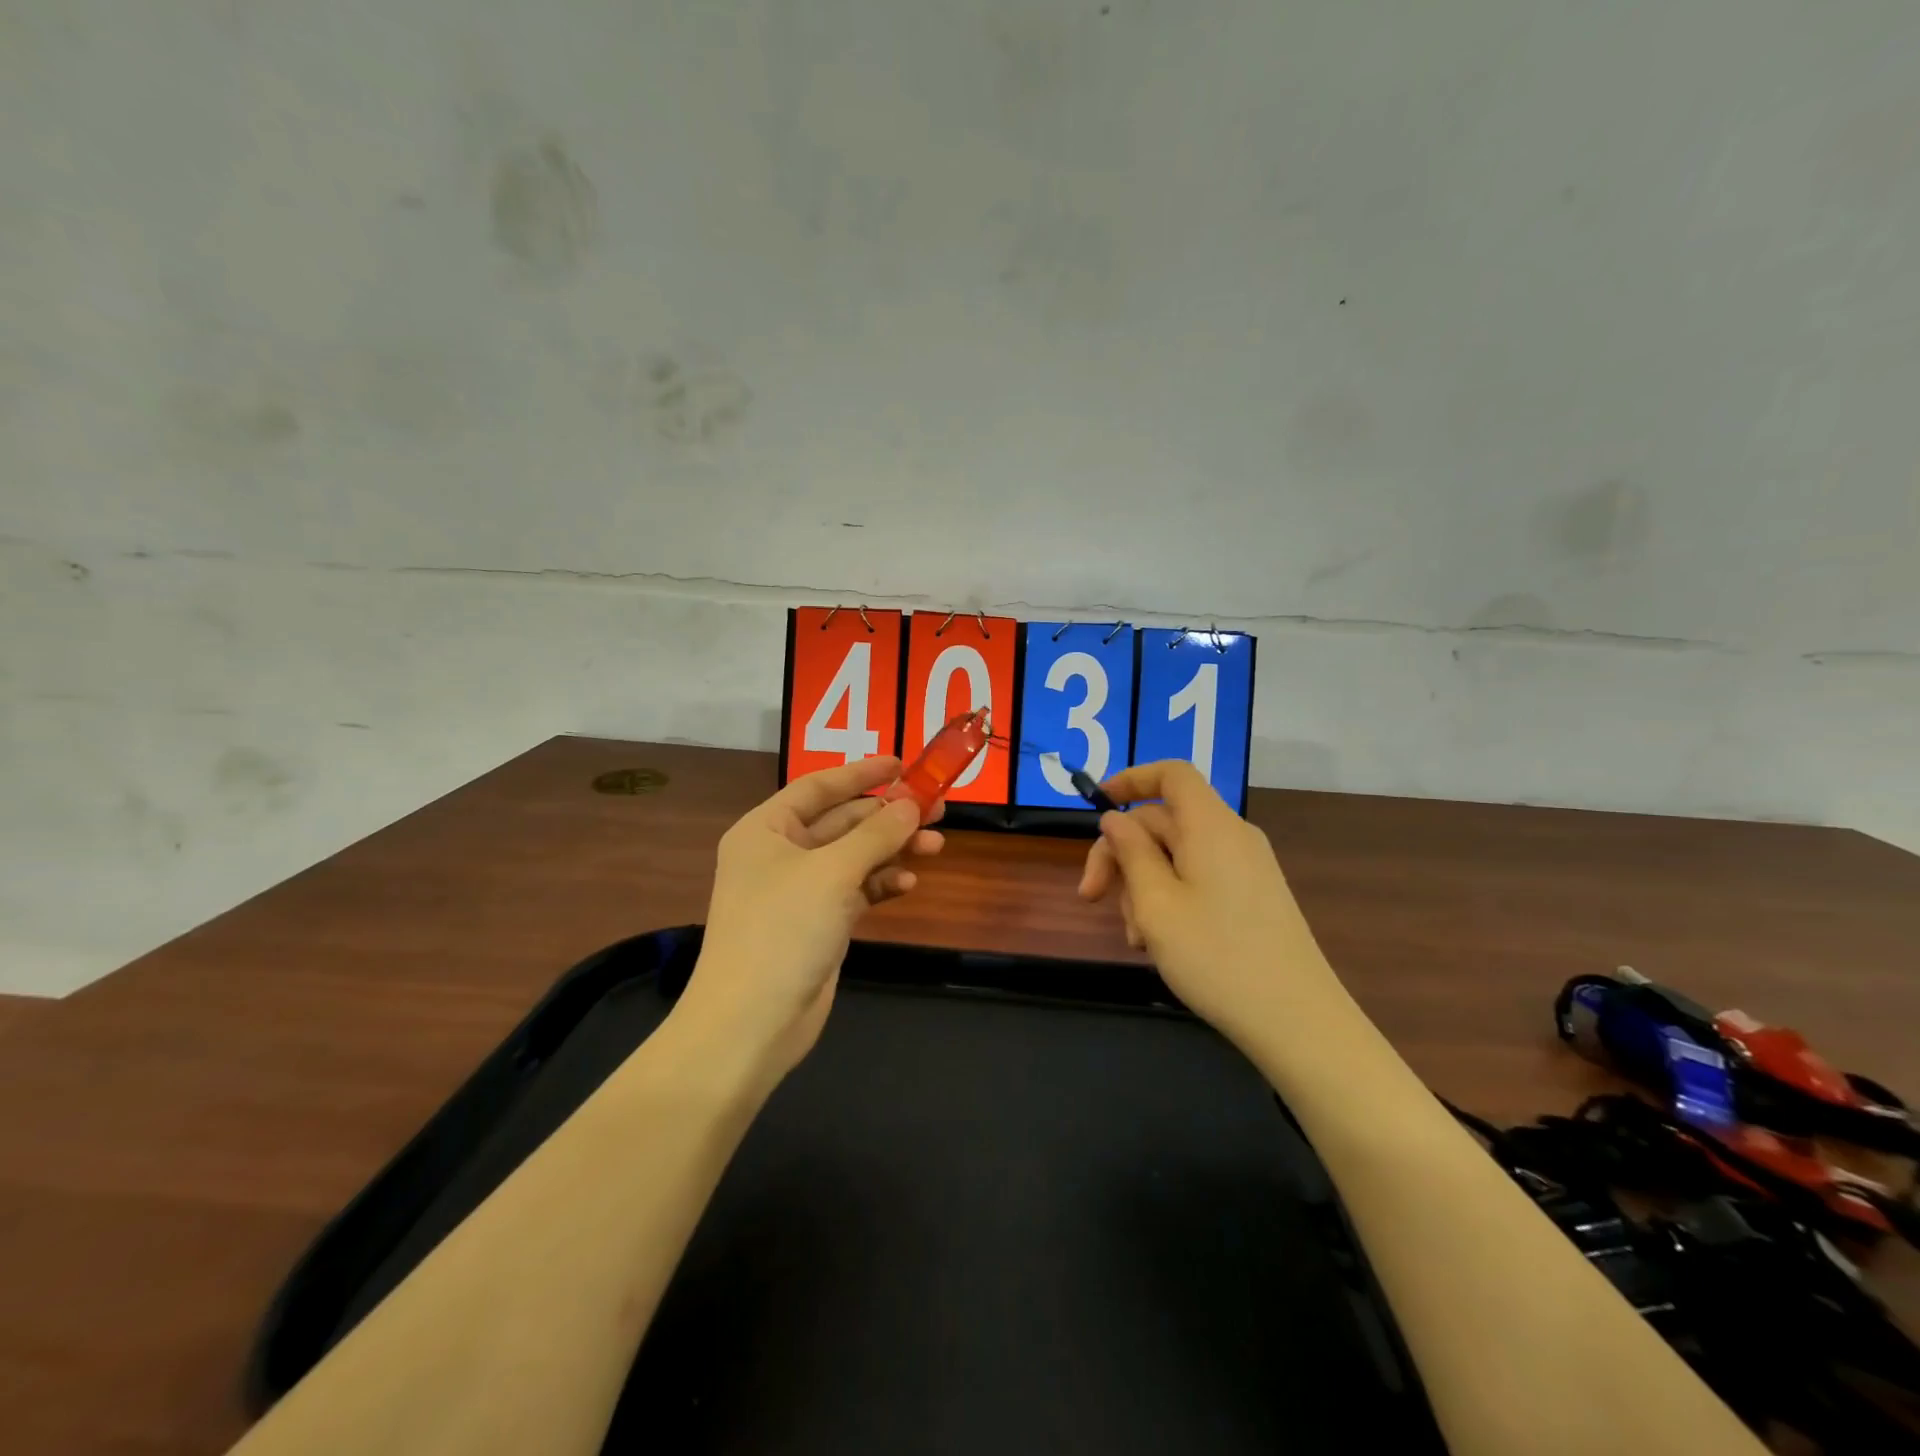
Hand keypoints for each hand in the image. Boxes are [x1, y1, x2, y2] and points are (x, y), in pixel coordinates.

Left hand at [678, 756, 943, 1081]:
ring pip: (855, 856)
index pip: (819, 786)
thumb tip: (911, 804)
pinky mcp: (818, 922)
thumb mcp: (833, 873)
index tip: (904, 763)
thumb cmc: (783, 930)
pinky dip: (881, 883)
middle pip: (843, 821)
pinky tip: (907, 883)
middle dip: (889, 815)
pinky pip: (856, 890)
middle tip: (938, 807)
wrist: (751, 1024)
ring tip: (936, 846)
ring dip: (892, 849)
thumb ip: (876, 834)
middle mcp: (781, 853)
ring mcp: (800, 890)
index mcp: (767, 829)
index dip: (862, 772)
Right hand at [1077, 760, 1339, 1042]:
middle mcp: (1231, 837)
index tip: (1097, 805)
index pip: (1172, 774)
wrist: (1297, 1022)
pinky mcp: (1252, 897)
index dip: (1131, 779)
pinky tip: (1159, 941)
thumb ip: (1130, 853)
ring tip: (1136, 936)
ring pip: (1176, 855)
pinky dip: (1169, 898)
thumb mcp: (1156, 904)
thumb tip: (1115, 819)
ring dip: (1142, 885)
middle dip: (1122, 853)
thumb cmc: (1216, 957)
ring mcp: (1246, 868)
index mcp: (1211, 826)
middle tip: (1090, 897)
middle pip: (1164, 821)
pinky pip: (1199, 879)